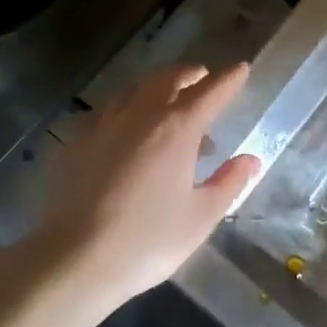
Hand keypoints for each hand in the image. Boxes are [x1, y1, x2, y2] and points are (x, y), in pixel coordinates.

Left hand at [31, 64, 261, 305]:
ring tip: (165, 106)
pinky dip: (124, 112)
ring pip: (134, 90)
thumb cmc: (148, 241)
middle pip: (168, 79)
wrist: (76, 257)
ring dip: (155, 89)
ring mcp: (103, 123)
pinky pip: (106, 112)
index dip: (228, 79)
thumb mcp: (200, 217)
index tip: (240, 69)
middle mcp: (140, 114)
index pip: (210, 91)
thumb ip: (228, 183)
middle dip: (189, 74)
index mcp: (177, 128)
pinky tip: (124, 133)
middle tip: (202, 79)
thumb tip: (251, 160)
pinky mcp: (75, 140)